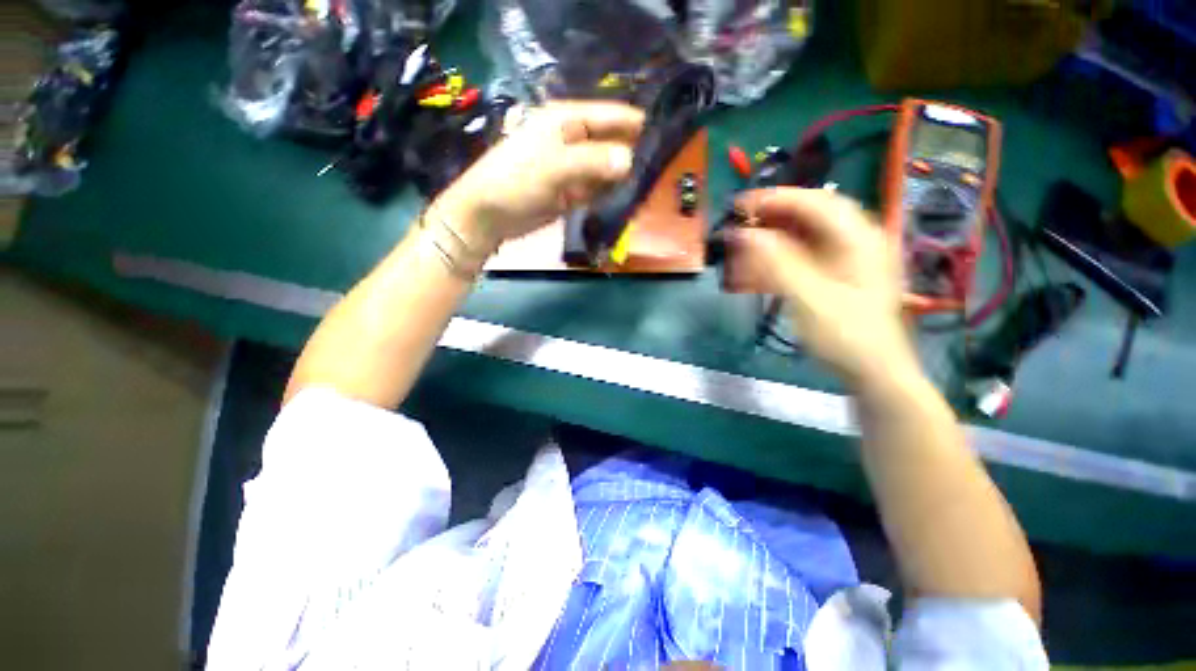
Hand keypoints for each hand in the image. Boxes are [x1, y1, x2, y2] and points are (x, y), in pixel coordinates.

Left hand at [427, 101, 644, 253]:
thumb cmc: (514, 181)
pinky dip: (610, 195)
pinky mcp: (572, 192)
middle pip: (611, 143)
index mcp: (566, 120)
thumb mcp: (552, 167)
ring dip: (623, 179)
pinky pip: (597, 190)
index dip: (636, 124)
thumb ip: (591, 162)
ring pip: (607, 169)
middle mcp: (573, 140)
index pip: (610, 116)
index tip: (664, 137)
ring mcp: (573, 168)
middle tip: (658, 171)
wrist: (489, 215)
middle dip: (632, 156)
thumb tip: (630, 161)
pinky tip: (626, 201)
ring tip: (648, 188)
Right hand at [726, 188, 919, 387]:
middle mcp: (857, 239)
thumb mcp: (808, 298)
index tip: (742, 206)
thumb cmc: (846, 335)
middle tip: (743, 218)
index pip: (815, 202)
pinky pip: (809, 251)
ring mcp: (850, 257)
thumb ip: (776, 263)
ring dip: (778, 231)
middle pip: (813, 212)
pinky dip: (784, 251)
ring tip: (749, 236)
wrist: (874, 371)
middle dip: (776, 212)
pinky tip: (765, 259)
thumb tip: (745, 234)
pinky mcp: (840, 273)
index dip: (776, 199)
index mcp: (858, 238)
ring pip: (810, 231)